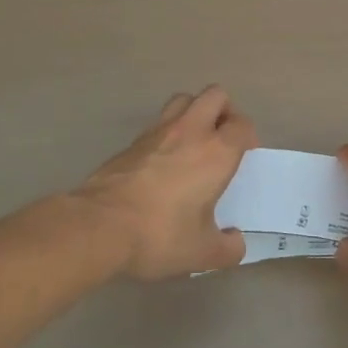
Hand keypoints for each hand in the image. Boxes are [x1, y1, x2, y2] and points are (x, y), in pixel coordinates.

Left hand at [76, 86, 254, 279]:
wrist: (99, 226)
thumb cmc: (160, 234)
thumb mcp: (201, 252)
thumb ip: (227, 249)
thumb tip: (235, 242)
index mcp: (216, 153)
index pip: (242, 125)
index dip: (247, 136)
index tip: (244, 155)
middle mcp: (191, 131)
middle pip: (215, 95)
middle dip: (224, 111)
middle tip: (222, 138)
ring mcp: (158, 131)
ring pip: (184, 99)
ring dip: (195, 111)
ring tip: (194, 141)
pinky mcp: (131, 141)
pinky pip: (158, 122)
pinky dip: (167, 131)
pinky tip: (163, 160)